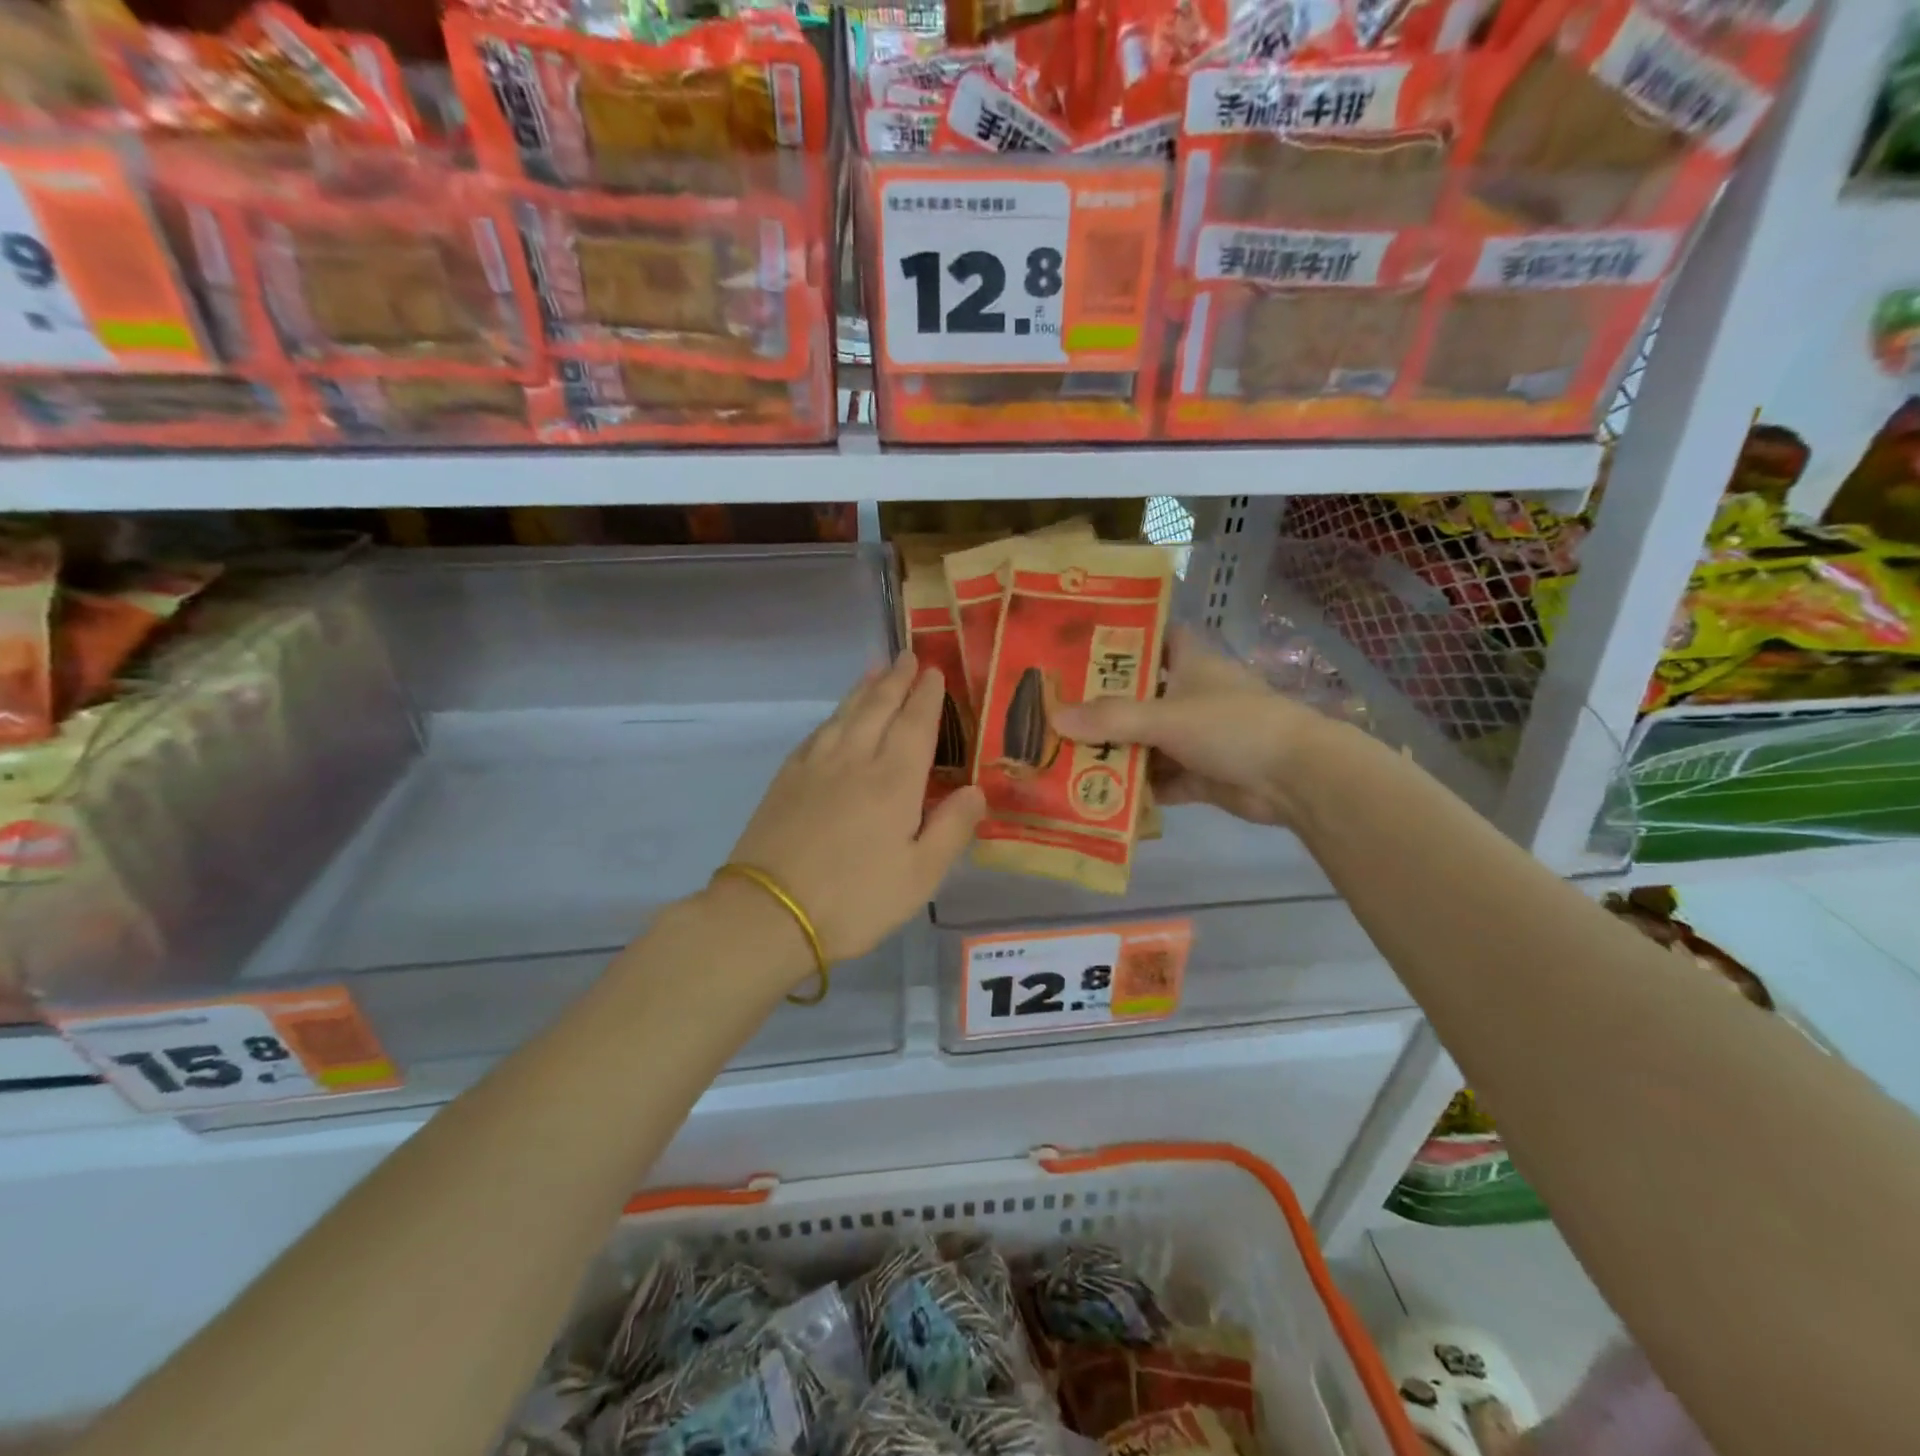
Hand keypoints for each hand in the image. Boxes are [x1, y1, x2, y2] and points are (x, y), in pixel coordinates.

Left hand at [723, 653, 984, 965]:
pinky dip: (832, 716)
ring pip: (845, 714)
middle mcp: (856, 760)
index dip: (927, 696)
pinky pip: (816, 733)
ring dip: (863, 688)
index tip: (933, 670)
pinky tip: (835, 717)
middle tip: (907, 656)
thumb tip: (977, 790)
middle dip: (896, 679)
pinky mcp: (786, 779)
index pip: (915, 724)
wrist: (770, 913)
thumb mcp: (920, 876)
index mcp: (894, 781)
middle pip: (878, 707)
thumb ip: (952, 828)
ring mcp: (816, 766)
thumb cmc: (855, 899)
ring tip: (875, 669)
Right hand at [1051, 626, 1332, 827]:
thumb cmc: (1233, 726)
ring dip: (1115, 750)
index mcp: (1192, 664)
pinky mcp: (1202, 774)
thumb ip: (1111, 719)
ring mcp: (1198, 737)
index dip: (1125, 638)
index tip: (1082, 646)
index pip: (1157, 638)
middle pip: (1141, 695)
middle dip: (1103, 705)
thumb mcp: (1166, 717)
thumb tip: (1054, 718)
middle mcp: (1193, 696)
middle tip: (1055, 709)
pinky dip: (1137, 786)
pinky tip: (1098, 792)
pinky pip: (1161, 778)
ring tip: (1064, 754)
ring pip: (1147, 740)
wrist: (1296, 778)